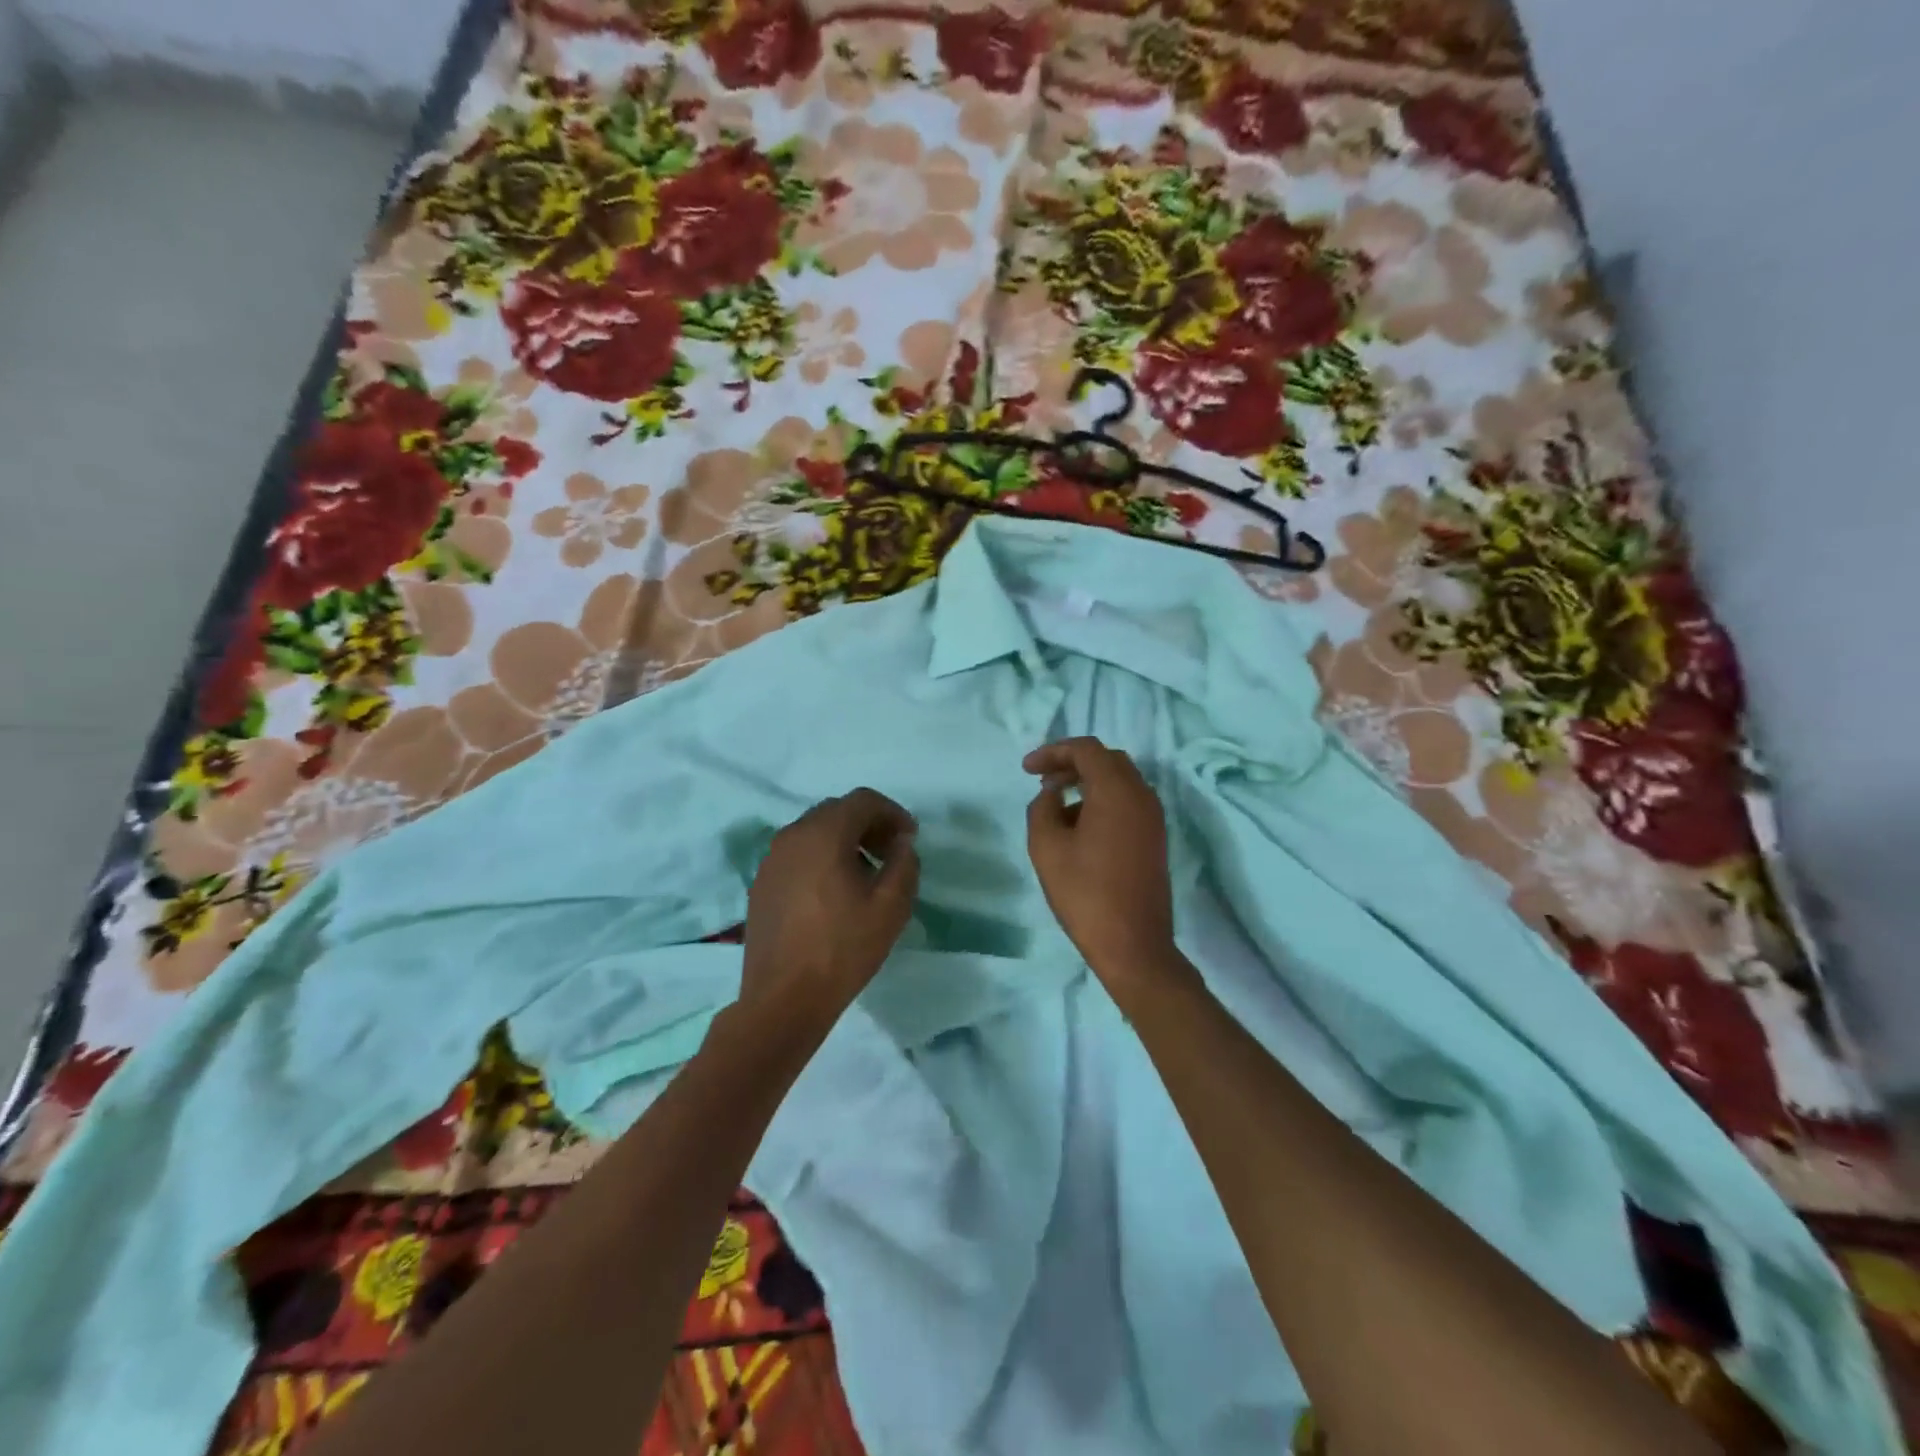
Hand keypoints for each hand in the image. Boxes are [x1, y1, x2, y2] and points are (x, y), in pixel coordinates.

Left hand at [739, 789, 919, 1040]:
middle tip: (891, 853)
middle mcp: (792, 836)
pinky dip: (821, 858)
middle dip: (868, 825)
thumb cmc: (843, 949)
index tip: (910, 838)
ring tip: (865, 875)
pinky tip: (833, 893)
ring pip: (814, 832)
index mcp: (823, 834)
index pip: (863, 800)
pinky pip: (797, 855)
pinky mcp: (761, 884)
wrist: (783, 999)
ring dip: (844, 841)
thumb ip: (904, 863)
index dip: (892, 812)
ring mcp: (771, 860)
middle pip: (836, 811)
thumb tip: (901, 843)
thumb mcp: (891, 907)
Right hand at [1024, 738, 1176, 991]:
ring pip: (1120, 780)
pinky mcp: (1155, 837)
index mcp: (1117, 791)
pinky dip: (1103, 799)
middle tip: (1043, 780)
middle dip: (1072, 763)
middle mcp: (1142, 795)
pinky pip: (1128, 802)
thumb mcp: (1047, 847)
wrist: (1133, 945)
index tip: (1026, 769)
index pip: (1086, 750)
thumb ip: (1042, 807)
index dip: (1053, 752)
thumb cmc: (1085, 893)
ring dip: (1088, 781)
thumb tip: (1052, 794)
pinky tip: (1079, 825)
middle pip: (1107, 760)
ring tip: (1056, 802)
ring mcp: (1153, 817)